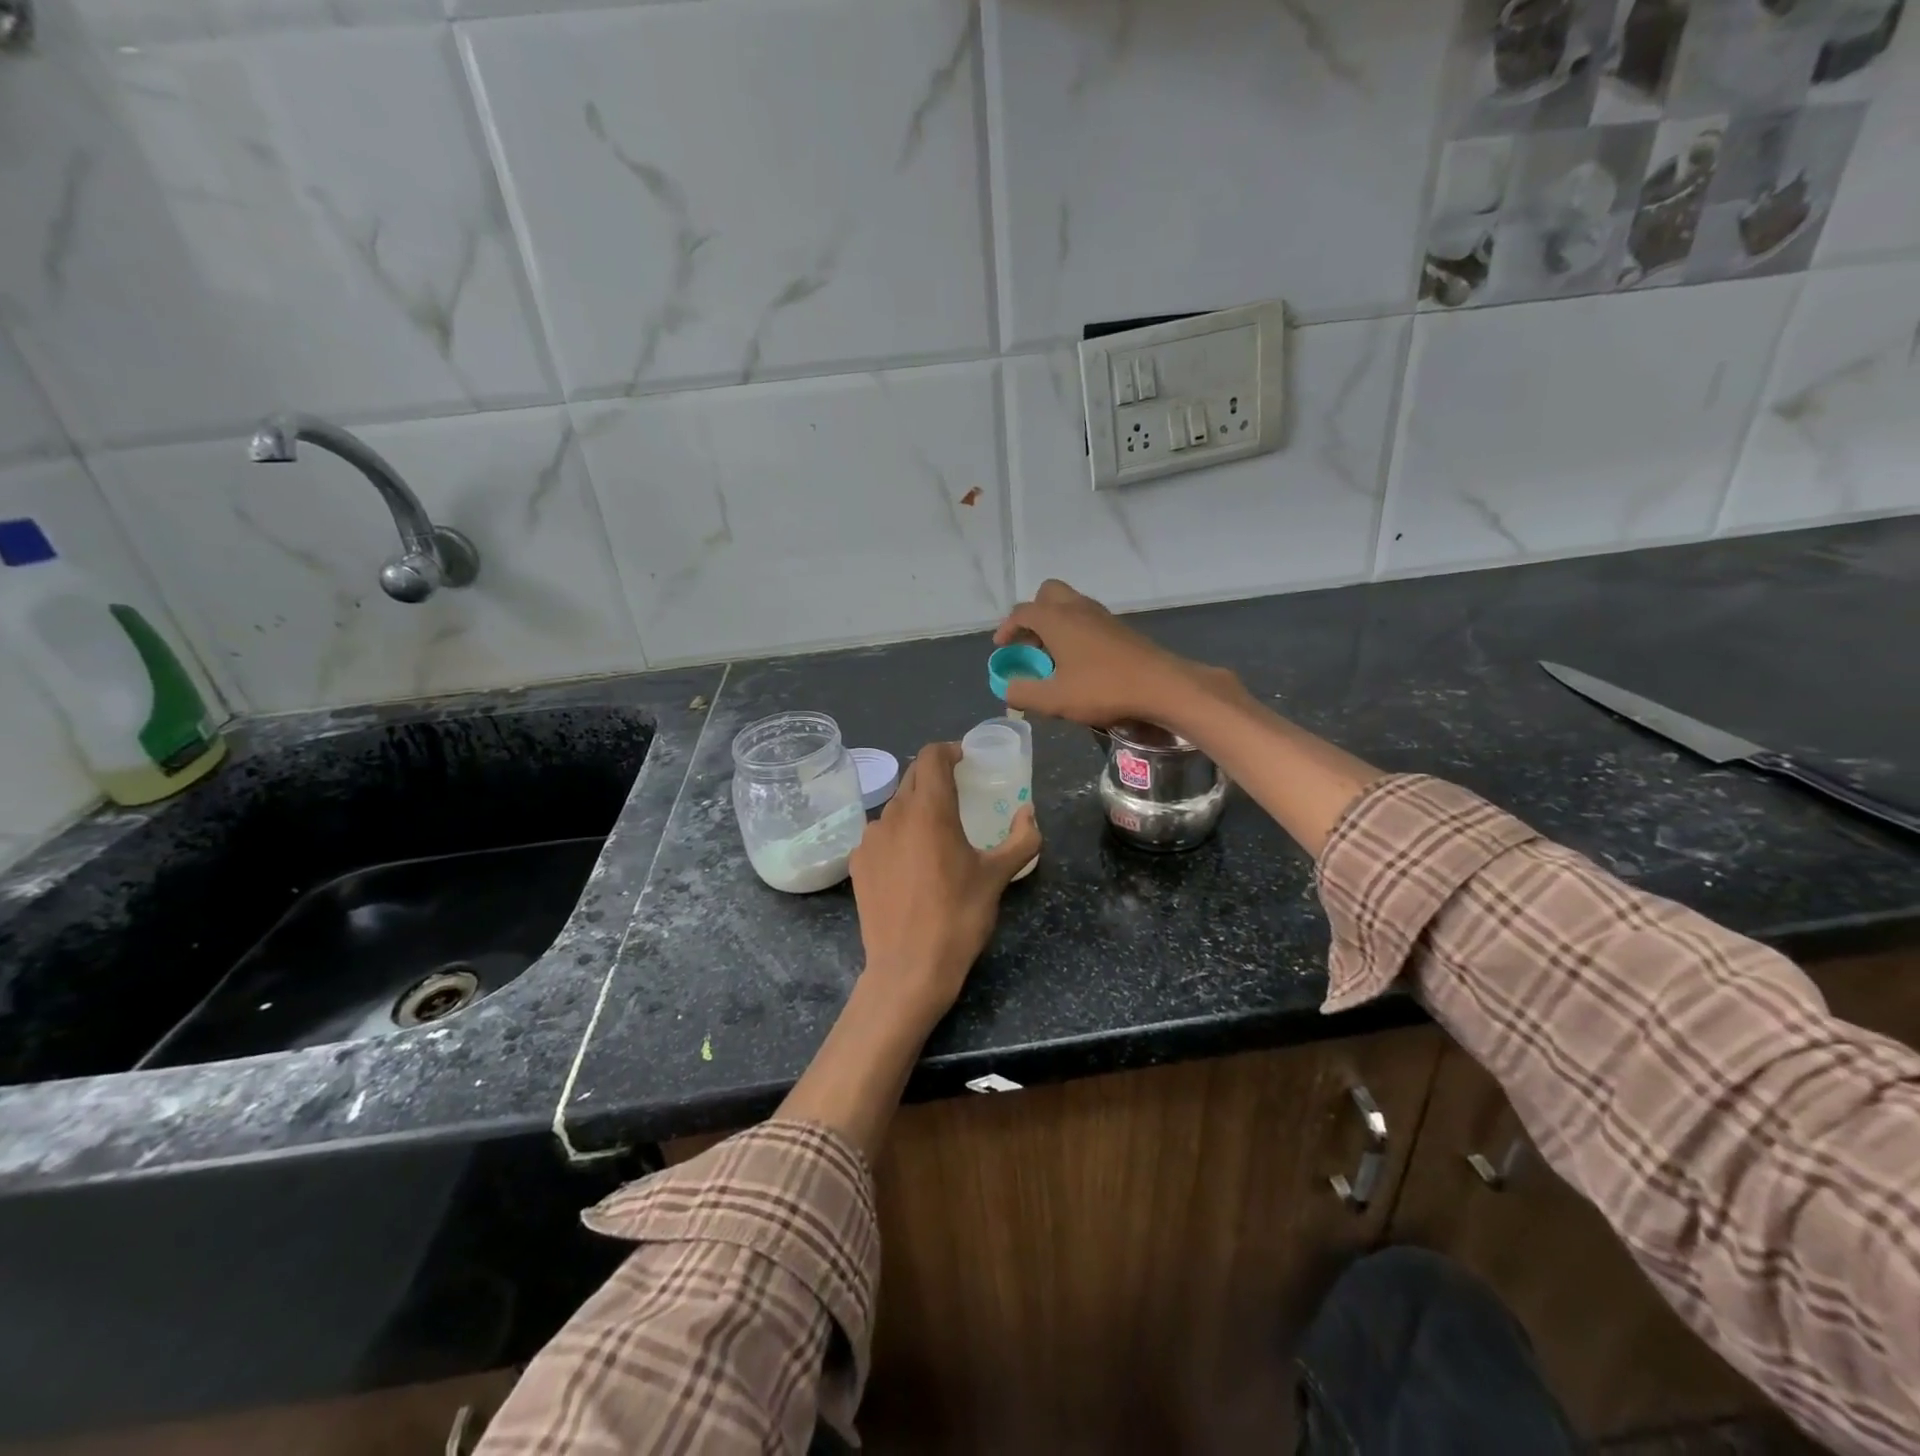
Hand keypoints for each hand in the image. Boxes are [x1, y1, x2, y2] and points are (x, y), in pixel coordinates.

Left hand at [848, 741, 1039, 1030]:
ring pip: (895, 807)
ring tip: (937, 834)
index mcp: (929, 810)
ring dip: (917, 808)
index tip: (966, 760)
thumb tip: (1029, 813)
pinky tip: (912, 863)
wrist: (908, 969)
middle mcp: (893, 814)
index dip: (949, 751)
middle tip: (959, 793)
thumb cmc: (958, 917)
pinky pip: (880, 835)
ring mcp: (870, 839)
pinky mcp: (857, 863)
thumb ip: (1022, 839)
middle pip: (913, 778)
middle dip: (935, 777)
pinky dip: (898, 835)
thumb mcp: (998, 877)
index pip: (931, 757)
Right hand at [993, 579, 1232, 728]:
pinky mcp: (1119, 629)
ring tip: (1051, 656)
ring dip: (1055, 623)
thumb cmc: (1103, 689)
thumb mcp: (1055, 699)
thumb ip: (1024, 692)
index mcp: (1057, 619)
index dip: (1007, 629)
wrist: (1162, 686)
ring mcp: (1102, 616)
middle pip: (1048, 594)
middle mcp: (1078, 609)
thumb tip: (1008, 688)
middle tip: (1029, 644)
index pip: (1022, 612)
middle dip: (1033, 614)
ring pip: (1070, 605)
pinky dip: (1074, 631)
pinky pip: (1087, 619)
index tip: (1001, 647)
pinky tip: (1078, 662)